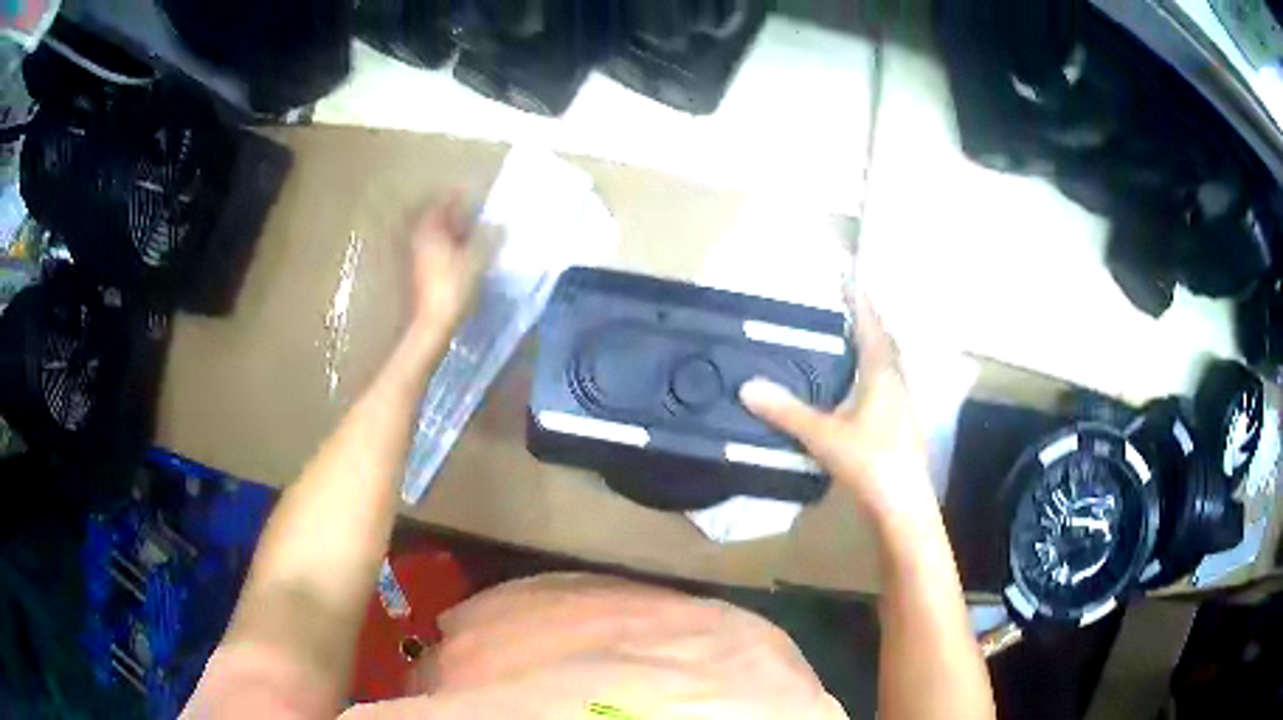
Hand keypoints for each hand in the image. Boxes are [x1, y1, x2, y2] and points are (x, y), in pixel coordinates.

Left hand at [407, 195, 488, 334]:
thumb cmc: (452, 287)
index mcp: (430, 230)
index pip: (442, 202)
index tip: (472, 190)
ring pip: (437, 235)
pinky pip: (436, 250)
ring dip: (453, 230)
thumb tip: (500, 224)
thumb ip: (489, 238)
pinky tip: (464, 252)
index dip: (457, 194)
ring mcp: (418, 257)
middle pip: (437, 218)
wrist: (432, 325)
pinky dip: (450, 245)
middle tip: (475, 210)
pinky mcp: (421, 273)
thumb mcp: (476, 259)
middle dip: (455, 212)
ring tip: (473, 230)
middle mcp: (420, 239)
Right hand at [739, 292, 936, 527]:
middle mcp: (897, 383)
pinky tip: (860, 388)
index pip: (871, 327)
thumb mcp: (823, 436)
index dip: (860, 301)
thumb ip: (787, 412)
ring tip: (852, 340)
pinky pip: (888, 385)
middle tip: (849, 306)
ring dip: (873, 347)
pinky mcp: (901, 425)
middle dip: (869, 321)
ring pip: (890, 365)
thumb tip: (748, 387)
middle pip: (886, 342)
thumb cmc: (870, 462)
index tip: (849, 276)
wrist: (903, 505)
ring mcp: (903, 406)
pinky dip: (874, 373)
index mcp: (882, 376)